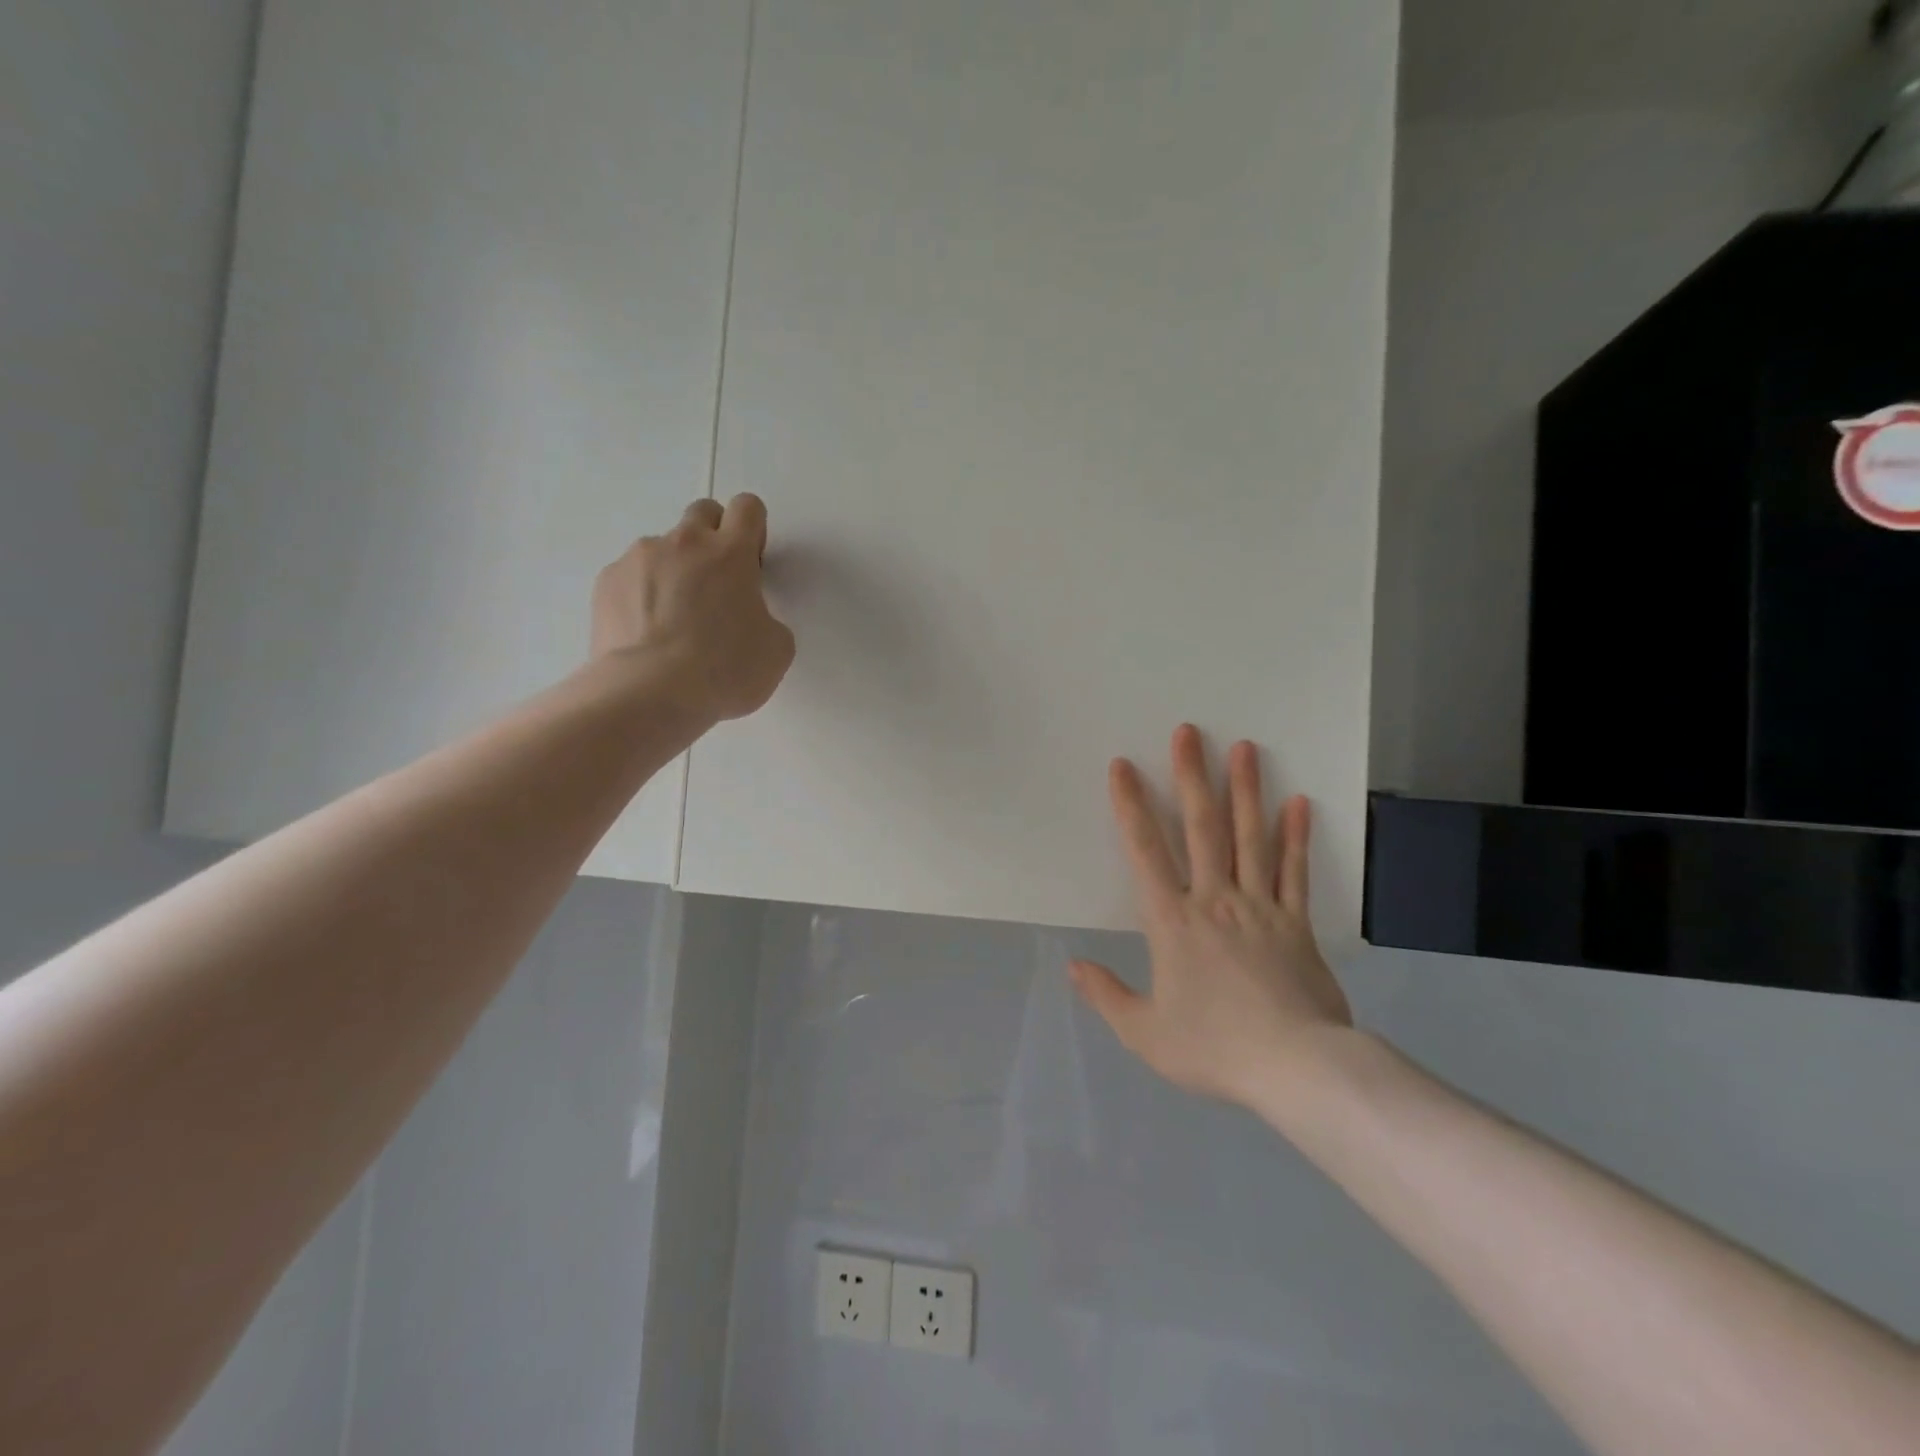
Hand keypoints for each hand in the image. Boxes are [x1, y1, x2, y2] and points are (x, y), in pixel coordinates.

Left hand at [591, 494, 795, 720]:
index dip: (754, 531)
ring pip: (662, 548)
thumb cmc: (724, 671)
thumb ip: (767, 619)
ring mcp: (639, 559)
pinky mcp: (607, 583)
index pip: (747, 508)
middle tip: (716, 584)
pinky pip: (631, 577)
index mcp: (731, 554)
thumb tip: (748, 618)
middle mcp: (684, 543)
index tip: (751, 564)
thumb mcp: (776, 650)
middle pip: (702, 512)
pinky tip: (647, 635)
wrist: (649, 694)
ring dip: (674, 571)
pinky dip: (641, 596)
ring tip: (673, 623)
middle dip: (713, 537)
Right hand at [1070, 725, 1352, 1109]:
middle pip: (1202, 828)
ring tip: (1245, 748)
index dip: (1130, 806)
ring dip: (1245, 790)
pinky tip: (1298, 803)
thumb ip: (1106, 995)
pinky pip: (1295, 872)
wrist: (1296, 1069)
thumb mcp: (1145, 1033)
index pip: (1145, 851)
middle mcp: (1214, 900)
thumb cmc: (1214, 1047)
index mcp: (1172, 922)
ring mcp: (1260, 907)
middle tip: (1189, 732)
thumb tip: (1072, 964)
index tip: (1123, 766)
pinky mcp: (1297, 923)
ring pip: (1250, 838)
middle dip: (1192, 777)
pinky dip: (1296, 837)